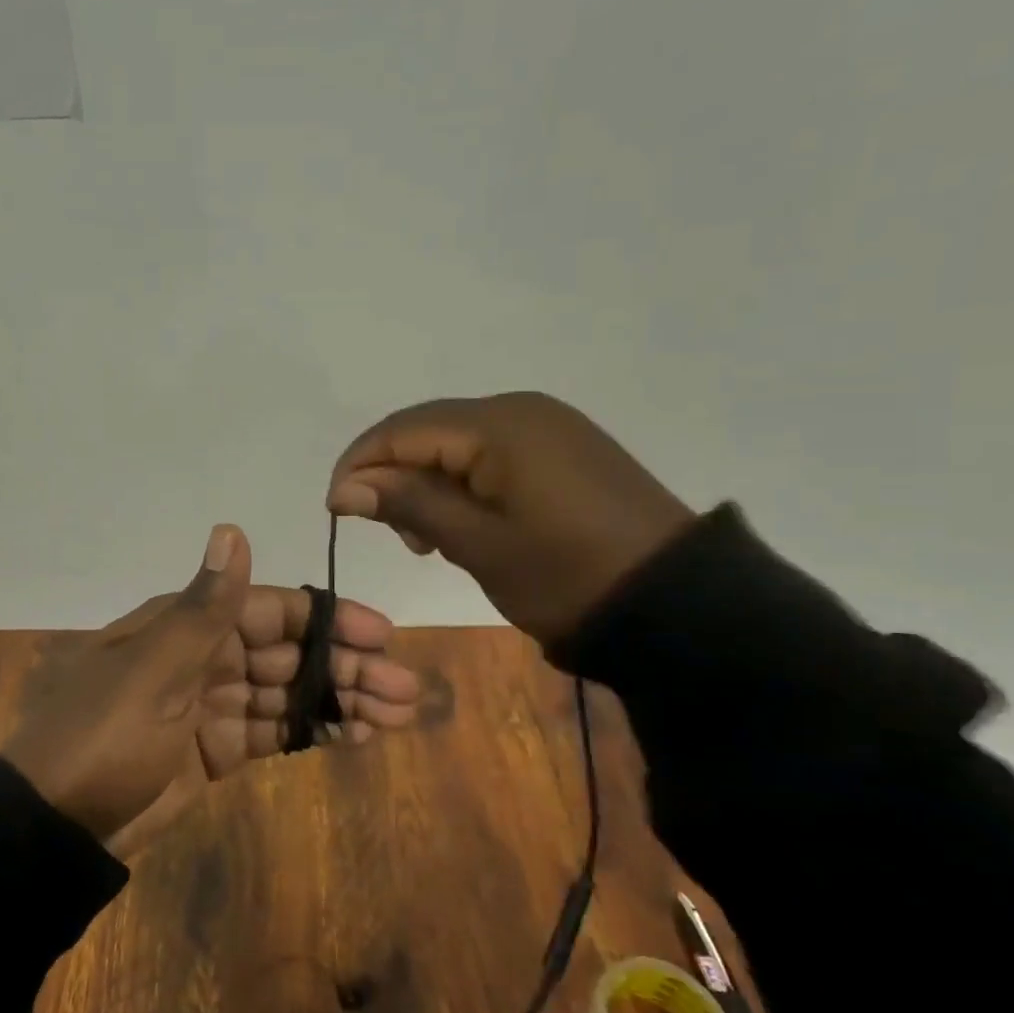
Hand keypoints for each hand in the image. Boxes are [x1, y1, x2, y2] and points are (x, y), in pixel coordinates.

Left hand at [0, 525, 418, 852]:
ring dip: (339, 700)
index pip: (272, 610)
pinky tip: (354, 736)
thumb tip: (232, 529)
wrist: (55, 825)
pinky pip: (272, 731)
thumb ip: (205, 608)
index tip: (379, 635)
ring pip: (287, 694)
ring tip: (397, 716)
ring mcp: (210, 705)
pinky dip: (311, 731)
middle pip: (288, 653)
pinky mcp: (214, 749)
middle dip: (345, 667)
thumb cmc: (104, 736)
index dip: (327, 620)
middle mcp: (204, 656)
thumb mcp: (153, 671)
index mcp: (187, 625)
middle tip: (404, 689)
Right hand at [326, 393, 694, 643]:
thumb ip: (409, 505)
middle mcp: (519, 409)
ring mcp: (547, 425)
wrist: (678, 603)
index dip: (359, 466)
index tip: (336, 512)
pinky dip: (462, 482)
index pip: (402, 430)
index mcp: (498, 425)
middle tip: (389, 533)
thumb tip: (346, 487)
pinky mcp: (563, 448)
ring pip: (456, 442)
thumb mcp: (477, 544)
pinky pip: (491, 453)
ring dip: (426, 481)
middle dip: (392, 474)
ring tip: (426, 538)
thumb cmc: (566, 576)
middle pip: (427, 430)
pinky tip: (464, 521)